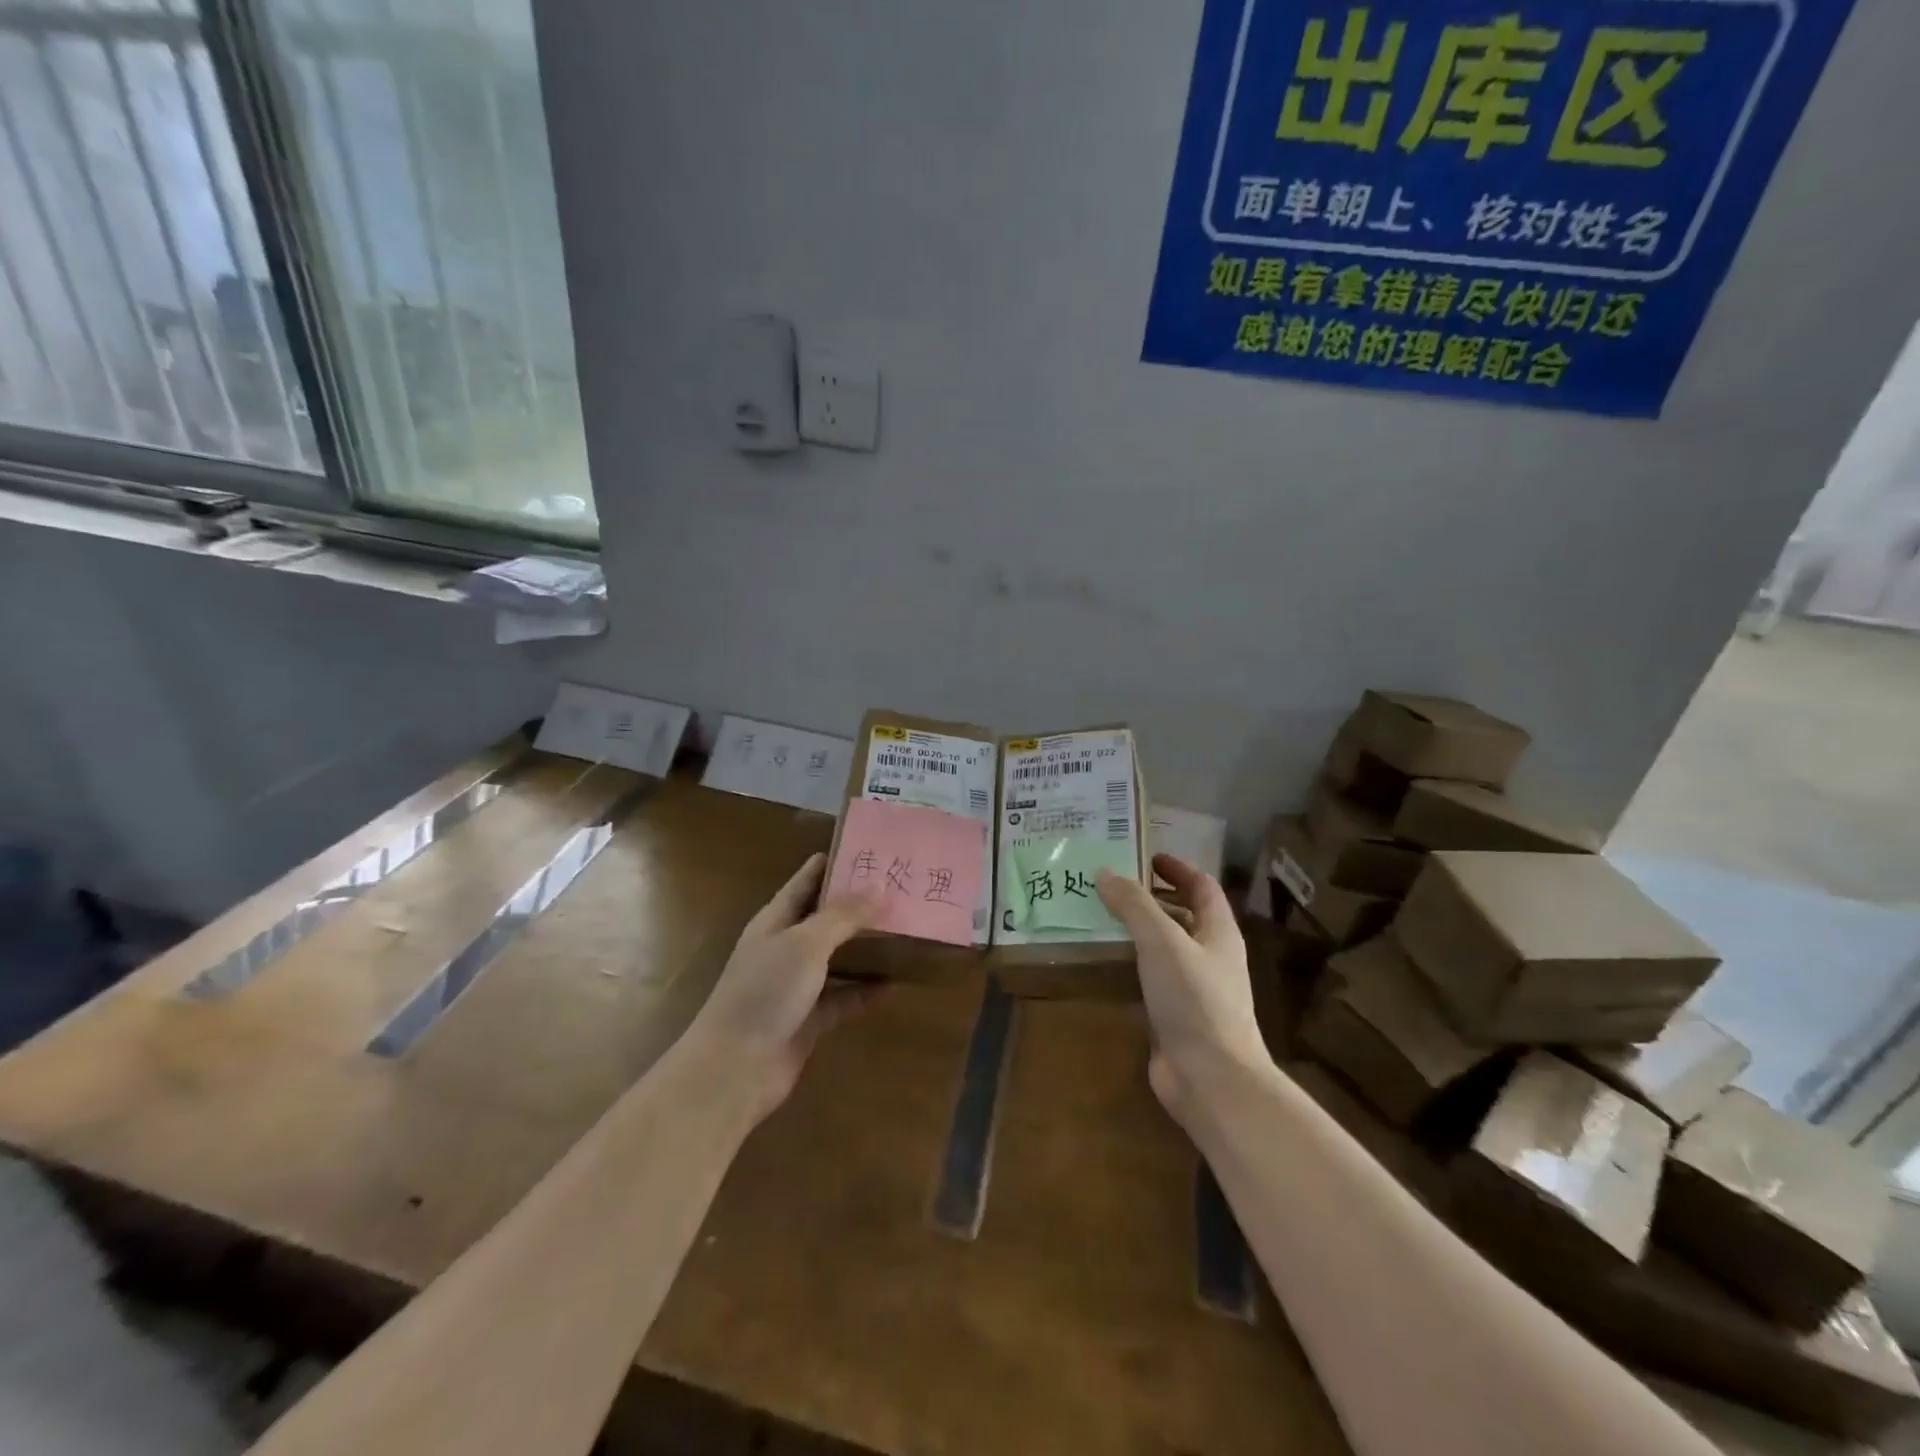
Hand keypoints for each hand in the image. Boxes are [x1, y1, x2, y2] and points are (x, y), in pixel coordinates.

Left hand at [687, 852, 883, 1121]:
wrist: (734, 1070)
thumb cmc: (765, 993)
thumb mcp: (806, 944)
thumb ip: (843, 915)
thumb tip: (879, 883)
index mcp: (776, 920)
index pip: (807, 880)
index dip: (835, 863)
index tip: (872, 848)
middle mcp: (786, 948)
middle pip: (826, 918)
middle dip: (859, 904)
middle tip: (902, 888)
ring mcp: (796, 986)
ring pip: (838, 958)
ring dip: (866, 948)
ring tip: (906, 931)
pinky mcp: (809, 1020)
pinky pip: (843, 999)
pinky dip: (865, 992)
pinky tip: (895, 985)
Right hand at [1097, 854, 1267, 1115]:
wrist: (1211, 1079)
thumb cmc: (1194, 1000)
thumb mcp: (1162, 941)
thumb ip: (1134, 905)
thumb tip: (1106, 873)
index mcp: (1218, 933)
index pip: (1202, 887)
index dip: (1177, 868)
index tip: (1144, 857)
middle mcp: (1210, 957)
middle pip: (1183, 916)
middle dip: (1150, 898)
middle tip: (1110, 885)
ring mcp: (1194, 990)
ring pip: (1164, 949)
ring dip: (1136, 932)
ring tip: (1097, 916)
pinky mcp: (1174, 1017)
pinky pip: (1150, 980)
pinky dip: (1129, 966)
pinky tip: (1102, 962)